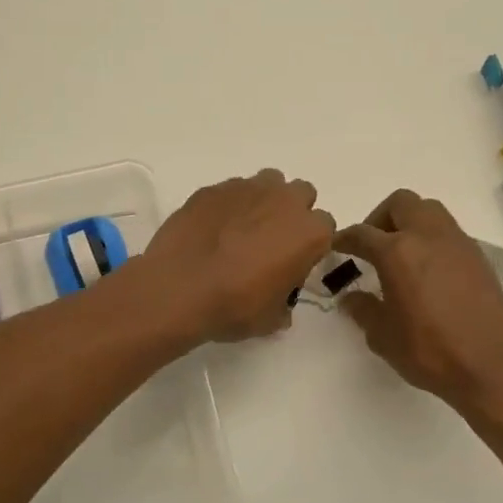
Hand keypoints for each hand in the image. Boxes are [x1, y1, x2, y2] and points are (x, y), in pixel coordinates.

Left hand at [139, 170, 335, 343]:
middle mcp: (284, 201)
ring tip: (241, 229)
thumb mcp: (270, 319)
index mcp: (309, 232)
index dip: (309, 245)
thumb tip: (280, 304)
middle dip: (290, 212)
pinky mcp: (213, 188)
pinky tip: (212, 229)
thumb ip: (284, 304)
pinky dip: (228, 205)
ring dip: (262, 201)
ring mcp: (247, 188)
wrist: (178, 288)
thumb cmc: (234, 306)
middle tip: (270, 241)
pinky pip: (230, 190)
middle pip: (300, 194)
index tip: (292, 261)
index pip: (325, 228)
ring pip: (267, 183)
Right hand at [335, 189, 502, 417]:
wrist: (494, 367)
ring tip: (401, 254)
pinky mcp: (479, 258)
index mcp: (398, 252)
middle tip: (372, 245)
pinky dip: (432, 240)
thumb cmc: (431, 352)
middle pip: (400, 203)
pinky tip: (429, 272)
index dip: (344, 239)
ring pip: (429, 211)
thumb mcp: (383, 336)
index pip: (362, 233)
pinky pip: (449, 233)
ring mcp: (458, 244)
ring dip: (410, 223)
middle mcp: (428, 236)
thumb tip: (351, 298)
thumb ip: (363, 310)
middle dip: (380, 217)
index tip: (336, 247)